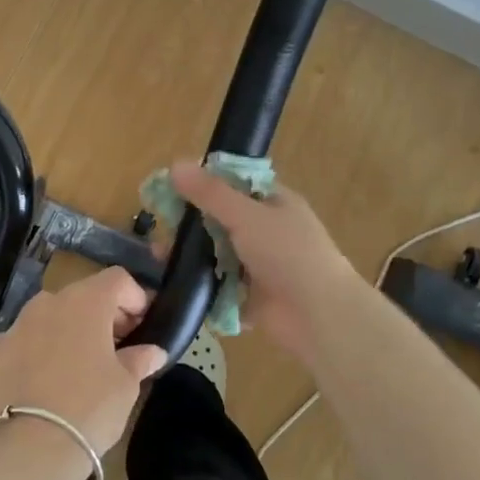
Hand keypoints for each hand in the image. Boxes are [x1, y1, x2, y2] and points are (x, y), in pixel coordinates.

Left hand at [0, 267, 166, 457]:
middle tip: (116, 346)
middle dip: (102, 314)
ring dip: (67, 329)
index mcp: (86, 302)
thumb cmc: (91, 407)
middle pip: (82, 295)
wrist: (33, 446)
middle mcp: (48, 302)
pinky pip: (23, 340)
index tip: (142, 325)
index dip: (134, 297)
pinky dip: (37, 350)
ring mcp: (17, 325)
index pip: (117, 279)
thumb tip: (153, 351)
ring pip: (49, 315)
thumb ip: (139, 359)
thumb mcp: (126, 385)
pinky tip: (44, 380)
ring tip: (79, 363)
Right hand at [169, 161, 362, 360]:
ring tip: (161, 260)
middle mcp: (267, 231)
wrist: (319, 316)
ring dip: (191, 258)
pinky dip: (202, 287)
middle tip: (160, 232)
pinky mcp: (252, 297)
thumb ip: (210, 193)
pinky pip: (220, 287)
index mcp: (273, 203)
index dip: (201, 185)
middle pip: (220, 221)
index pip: (233, 184)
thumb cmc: (288, 254)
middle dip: (189, 226)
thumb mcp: (246, 215)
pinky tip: (176, 285)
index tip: (168, 191)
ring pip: (217, 255)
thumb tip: (175, 164)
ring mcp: (260, 266)